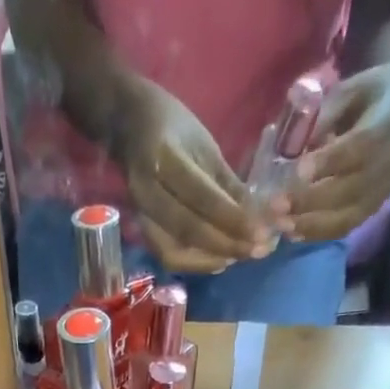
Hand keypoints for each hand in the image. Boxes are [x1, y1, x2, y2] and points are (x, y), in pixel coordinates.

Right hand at [112, 79, 259, 272]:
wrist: (127, 125)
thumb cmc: (172, 126)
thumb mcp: (205, 145)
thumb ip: (228, 184)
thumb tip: (260, 217)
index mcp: (164, 159)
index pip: (203, 198)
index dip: (233, 220)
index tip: (262, 232)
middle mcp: (148, 192)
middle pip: (189, 230)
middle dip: (227, 244)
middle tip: (258, 250)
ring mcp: (141, 215)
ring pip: (176, 252)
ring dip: (212, 259)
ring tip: (241, 257)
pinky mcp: (142, 230)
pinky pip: (169, 256)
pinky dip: (196, 263)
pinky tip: (219, 261)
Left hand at [279, 60, 389, 242]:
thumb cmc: (373, 93)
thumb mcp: (351, 89)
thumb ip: (324, 115)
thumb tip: (291, 145)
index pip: (359, 146)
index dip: (329, 161)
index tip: (298, 171)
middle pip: (349, 189)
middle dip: (310, 200)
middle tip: (276, 206)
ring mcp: (385, 189)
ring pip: (348, 215)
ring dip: (311, 224)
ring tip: (281, 224)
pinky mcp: (376, 207)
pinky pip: (347, 226)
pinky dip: (319, 233)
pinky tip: (295, 233)